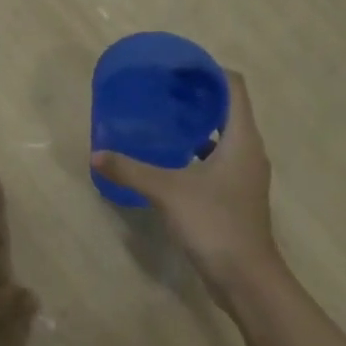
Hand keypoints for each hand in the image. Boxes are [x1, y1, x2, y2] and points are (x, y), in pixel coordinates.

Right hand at [91, 71, 281, 294]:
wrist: (245, 277)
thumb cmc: (215, 224)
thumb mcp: (169, 192)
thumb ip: (132, 171)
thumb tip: (97, 154)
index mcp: (242, 139)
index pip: (233, 87)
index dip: (207, 71)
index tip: (176, 68)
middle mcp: (248, 152)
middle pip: (227, 111)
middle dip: (196, 98)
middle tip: (160, 93)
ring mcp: (244, 177)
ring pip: (221, 139)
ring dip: (195, 128)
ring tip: (160, 122)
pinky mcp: (235, 198)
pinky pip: (216, 163)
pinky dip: (195, 155)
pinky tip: (168, 163)